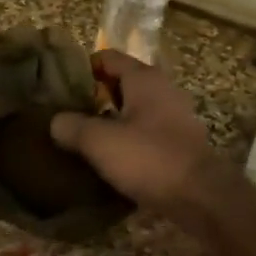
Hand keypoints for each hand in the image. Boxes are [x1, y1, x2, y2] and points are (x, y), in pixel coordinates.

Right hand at [48, 51, 234, 229]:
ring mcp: (174, 116)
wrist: (200, 197)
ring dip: (110, 120)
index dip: (82, 68)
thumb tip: (55, 121)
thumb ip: (72, 126)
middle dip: (94, 97)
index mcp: (144, 78)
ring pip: (133, 110)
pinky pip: (145, 132)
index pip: (108, 58)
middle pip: (121, 83)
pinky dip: (127, 139)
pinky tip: (109, 158)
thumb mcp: (100, 141)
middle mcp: (162, 90)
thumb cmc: (149, 158)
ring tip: (82, 138)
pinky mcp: (179, 142)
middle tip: (66, 114)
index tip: (59, 86)